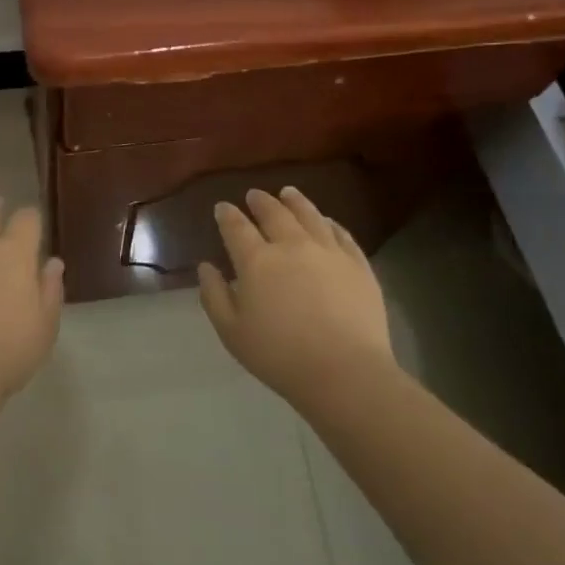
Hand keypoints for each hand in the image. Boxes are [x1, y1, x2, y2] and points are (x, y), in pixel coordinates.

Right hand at [198, 187, 394, 405]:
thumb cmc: (279, 355)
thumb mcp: (231, 331)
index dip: (227, 214)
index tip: (222, 207)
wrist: (344, 372)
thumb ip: (214, 295)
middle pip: (274, 213)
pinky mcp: (358, 264)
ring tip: (288, 193)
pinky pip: (342, 234)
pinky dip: (330, 223)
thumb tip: (206, 267)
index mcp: (256, 260)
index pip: (237, 227)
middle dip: (260, 201)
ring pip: (309, 215)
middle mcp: (291, 245)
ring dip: (295, 201)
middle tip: (254, 195)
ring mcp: (328, 251)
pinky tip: (326, 221)